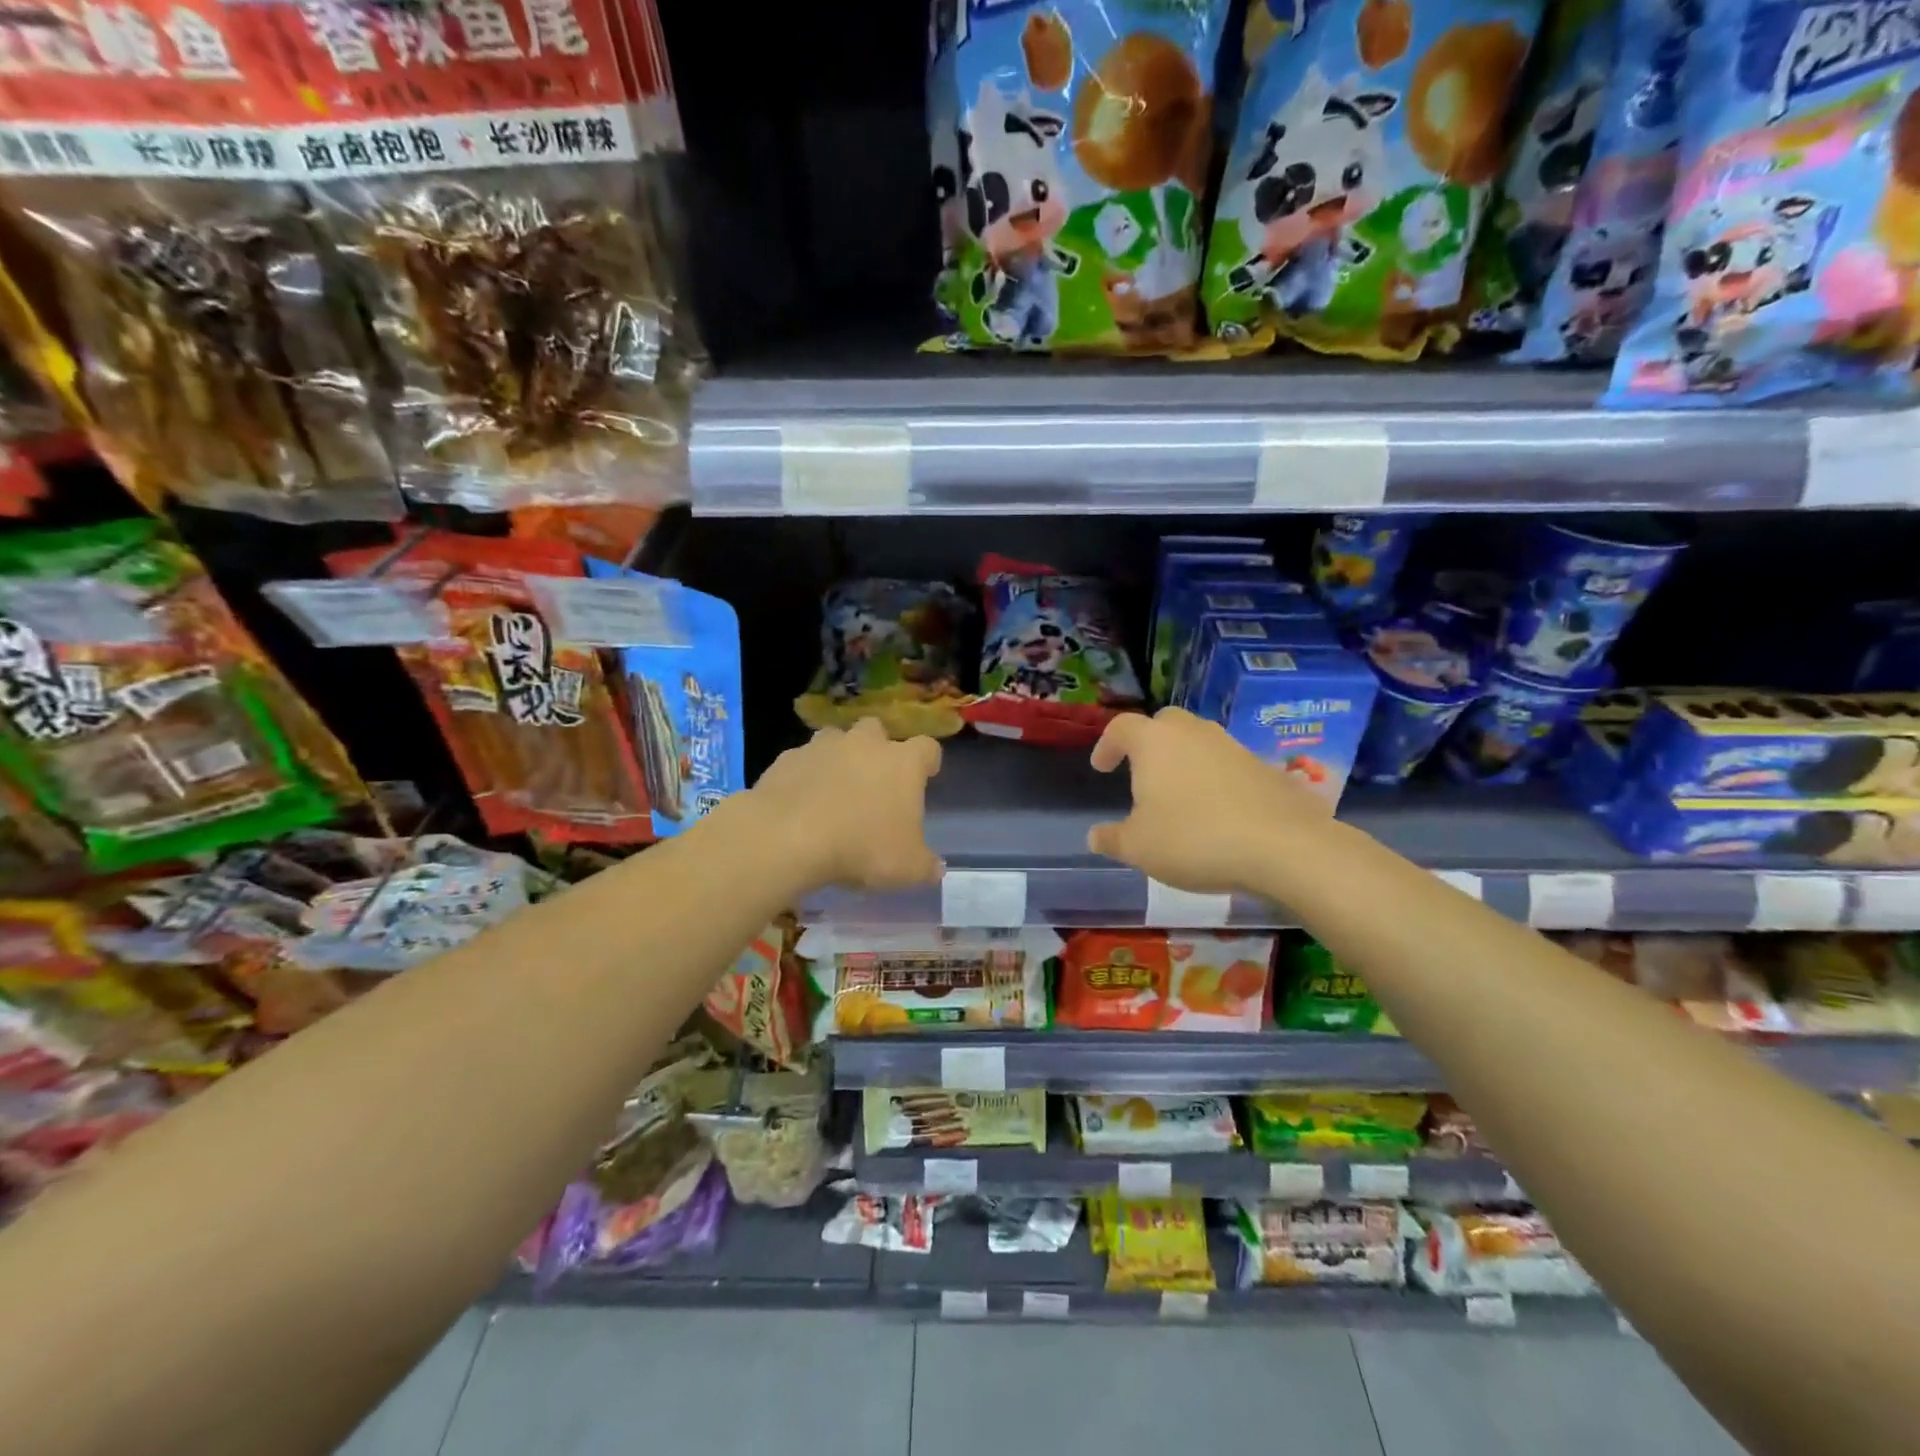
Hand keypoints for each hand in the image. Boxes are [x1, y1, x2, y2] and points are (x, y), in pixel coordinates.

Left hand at [748, 717, 943, 889]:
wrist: (788, 838)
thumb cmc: (861, 848)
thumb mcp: (907, 869)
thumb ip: (926, 866)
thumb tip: (935, 868)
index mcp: (903, 764)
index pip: (927, 748)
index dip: (928, 761)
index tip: (926, 775)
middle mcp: (865, 744)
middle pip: (877, 730)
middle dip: (877, 748)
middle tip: (874, 779)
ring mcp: (823, 747)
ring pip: (835, 739)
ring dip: (838, 757)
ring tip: (834, 788)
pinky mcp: (787, 759)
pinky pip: (801, 761)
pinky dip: (804, 775)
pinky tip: (800, 802)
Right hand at [1086, 707, 1333, 894]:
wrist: (1283, 845)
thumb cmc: (1193, 838)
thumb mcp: (1139, 848)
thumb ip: (1113, 839)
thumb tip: (1095, 836)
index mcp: (1154, 742)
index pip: (1121, 728)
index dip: (1107, 745)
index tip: (1102, 768)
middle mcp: (1193, 733)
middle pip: (1164, 724)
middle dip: (1149, 743)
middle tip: (1142, 772)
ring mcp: (1233, 747)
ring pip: (1199, 742)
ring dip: (1185, 761)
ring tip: (1180, 796)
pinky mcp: (1264, 767)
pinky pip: (1228, 765)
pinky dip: (1216, 780)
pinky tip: (1218, 812)